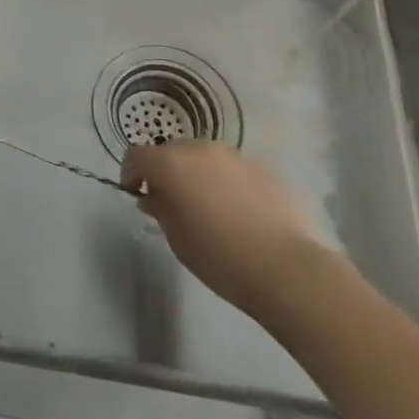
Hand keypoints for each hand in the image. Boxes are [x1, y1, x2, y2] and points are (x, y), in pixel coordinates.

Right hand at [122, 141, 334, 319]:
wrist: (288, 269)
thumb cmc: (219, 257)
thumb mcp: (176, 238)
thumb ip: (160, 209)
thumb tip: (155, 196)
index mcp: (170, 163)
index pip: (136, 156)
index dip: (131, 173)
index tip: (137, 195)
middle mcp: (199, 149)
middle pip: (171, 151)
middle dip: (166, 172)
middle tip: (173, 203)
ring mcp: (234, 155)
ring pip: (204, 158)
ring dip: (198, 174)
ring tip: (210, 207)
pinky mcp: (264, 168)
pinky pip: (233, 169)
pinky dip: (227, 182)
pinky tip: (240, 212)